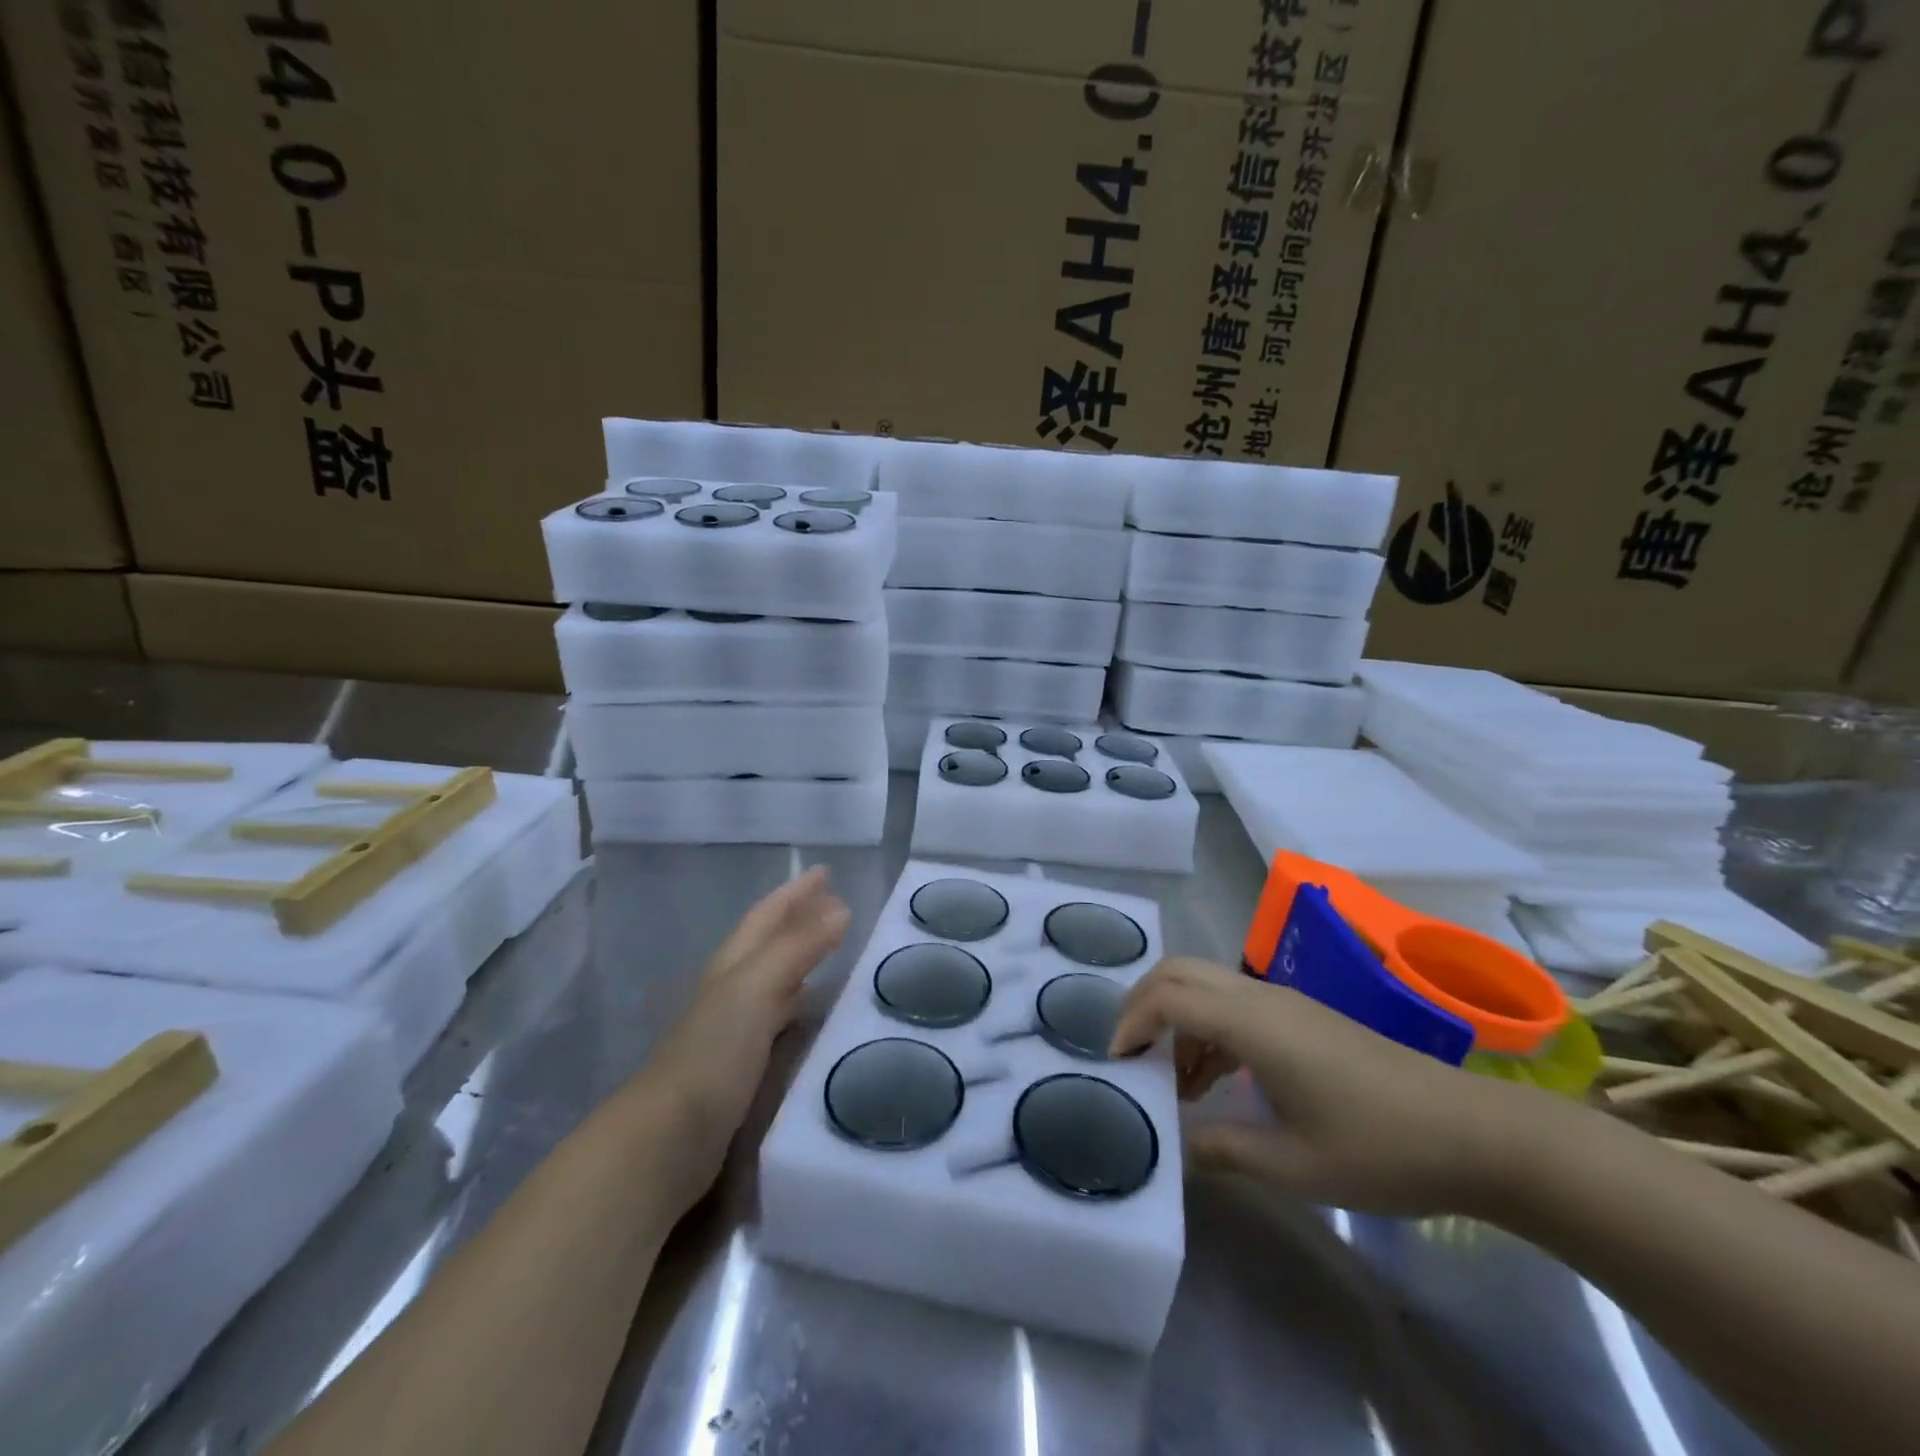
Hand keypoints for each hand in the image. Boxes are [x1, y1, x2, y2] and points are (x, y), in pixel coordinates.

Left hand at [638, 866, 849, 1212]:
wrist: (665, 1141)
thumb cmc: (711, 1054)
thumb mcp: (754, 989)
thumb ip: (797, 947)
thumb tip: (841, 906)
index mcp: (732, 967)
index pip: (767, 917)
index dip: (795, 893)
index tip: (826, 872)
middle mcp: (730, 991)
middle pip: (768, 944)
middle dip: (799, 921)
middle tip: (838, 907)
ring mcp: (733, 1031)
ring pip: (773, 982)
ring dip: (801, 962)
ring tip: (835, 954)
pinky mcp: (741, 1068)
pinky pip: (778, 1020)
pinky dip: (799, 1005)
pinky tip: (813, 1017)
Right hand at [1109, 956, 1536, 1215]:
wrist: (1476, 1134)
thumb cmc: (1383, 1149)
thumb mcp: (1296, 1166)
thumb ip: (1223, 1151)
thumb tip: (1175, 1148)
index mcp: (1255, 1022)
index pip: (1169, 996)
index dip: (1130, 1022)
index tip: (1114, 1064)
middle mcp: (1262, 996)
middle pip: (1180, 971)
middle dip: (1142, 1004)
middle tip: (1128, 1054)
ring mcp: (1284, 1002)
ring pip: (1205, 984)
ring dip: (1175, 1019)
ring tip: (1173, 1081)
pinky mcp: (1302, 1016)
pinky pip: (1232, 1003)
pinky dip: (1206, 1028)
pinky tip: (1216, 1081)